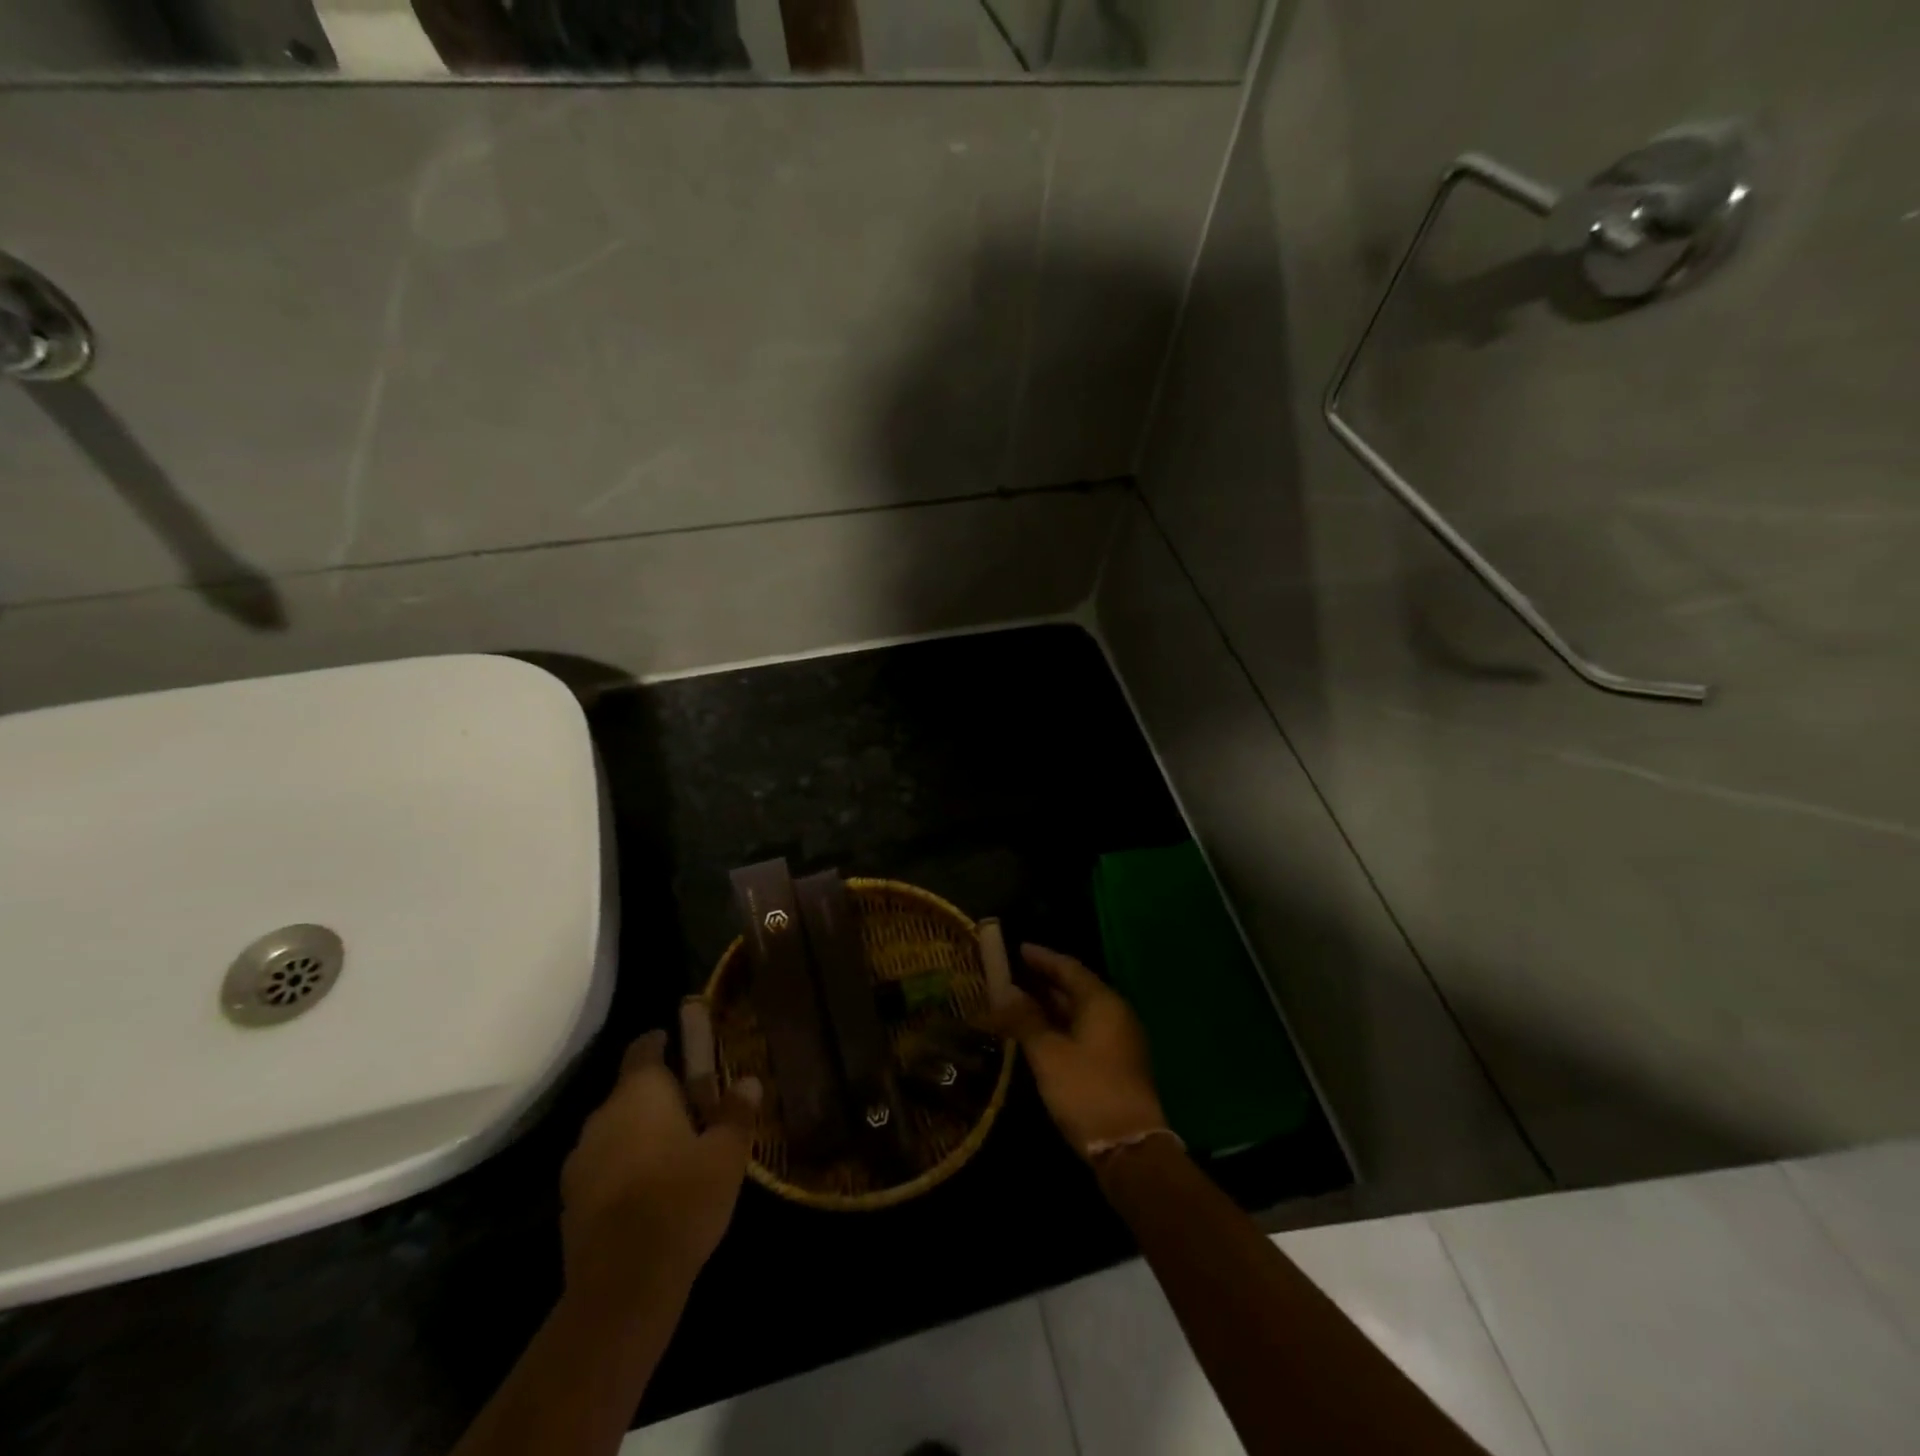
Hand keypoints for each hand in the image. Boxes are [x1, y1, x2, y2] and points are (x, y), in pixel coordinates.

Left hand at [559, 1003, 760, 1318]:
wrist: (623, 1285)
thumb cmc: (682, 1200)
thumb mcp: (726, 1154)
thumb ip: (736, 1112)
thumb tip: (748, 1081)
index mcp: (639, 1092)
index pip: (644, 1047)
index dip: (661, 1041)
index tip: (680, 1044)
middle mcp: (603, 1115)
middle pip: (629, 1090)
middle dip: (658, 1095)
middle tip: (694, 1108)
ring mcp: (580, 1158)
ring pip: (615, 1129)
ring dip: (638, 1132)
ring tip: (673, 1151)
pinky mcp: (569, 1199)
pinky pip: (602, 1165)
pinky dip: (623, 1166)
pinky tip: (649, 1190)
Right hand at [988, 943, 1166, 1158]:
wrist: (1129, 1147)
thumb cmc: (1086, 1090)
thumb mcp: (1048, 1053)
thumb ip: (1025, 1019)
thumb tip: (1005, 991)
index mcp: (1102, 1002)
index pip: (1068, 967)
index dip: (1042, 958)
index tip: (1018, 949)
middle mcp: (1115, 1013)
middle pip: (1077, 987)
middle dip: (1045, 981)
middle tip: (1013, 975)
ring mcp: (1120, 1039)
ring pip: (1081, 1011)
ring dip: (1052, 1005)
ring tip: (1021, 1002)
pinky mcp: (1118, 1062)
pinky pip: (1086, 1030)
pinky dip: (1062, 1025)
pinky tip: (1041, 1034)